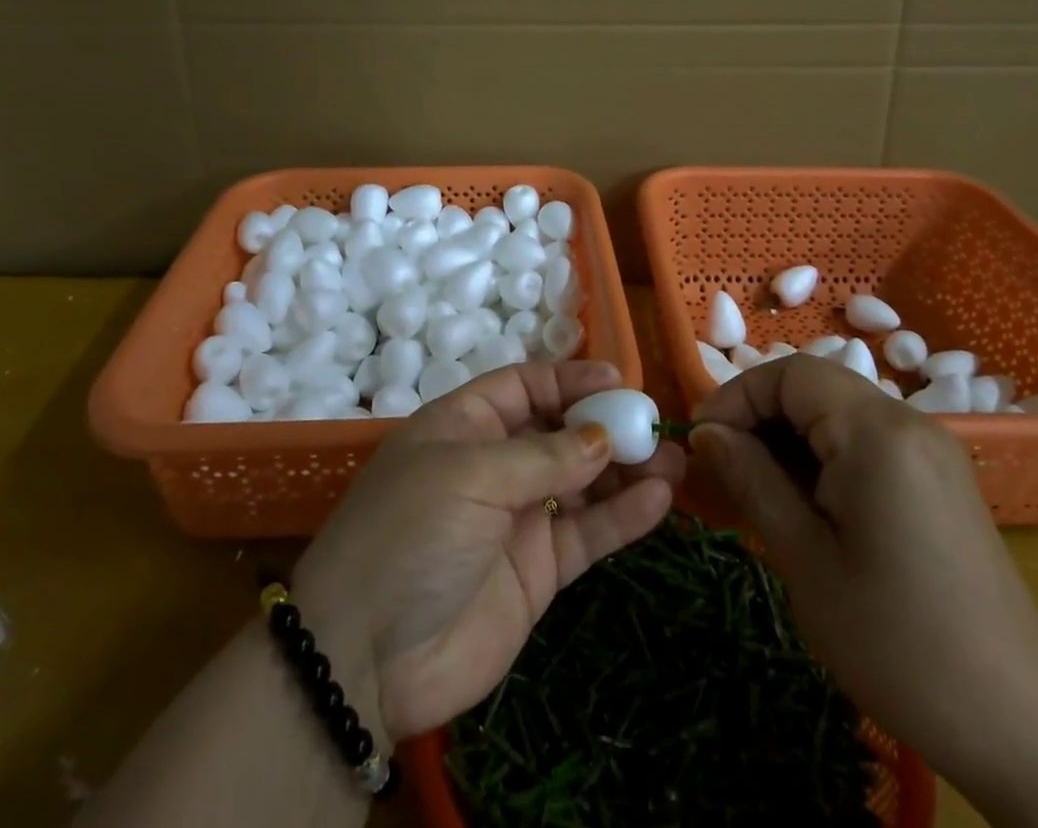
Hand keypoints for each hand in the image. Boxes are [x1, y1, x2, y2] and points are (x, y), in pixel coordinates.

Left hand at [292, 360, 684, 742]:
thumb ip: (544, 456)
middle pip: (561, 432)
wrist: (365, 658)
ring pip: (582, 482)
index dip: (570, 380)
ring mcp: (518, 519)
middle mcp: (495, 465)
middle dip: (607, 425)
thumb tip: (602, 437)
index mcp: (465, 425)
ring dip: (626, 470)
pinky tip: (659, 500)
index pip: (525, 386)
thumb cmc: (410, 533)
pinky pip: (587, 534)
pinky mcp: (538, 571)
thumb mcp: (471, 475)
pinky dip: (623, 517)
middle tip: (654, 425)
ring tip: (672, 460)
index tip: (618, 380)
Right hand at [689, 357, 1037, 795]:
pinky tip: (805, 503)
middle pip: (814, 386)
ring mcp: (930, 450)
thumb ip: (752, 479)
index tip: (700, 441)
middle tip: (721, 466)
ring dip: (789, 437)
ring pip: (838, 413)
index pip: (790, 373)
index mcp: (877, 431)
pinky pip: (865, 442)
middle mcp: (908, 422)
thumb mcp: (805, 560)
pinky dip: (823, 456)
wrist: (1021, 727)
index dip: (736, 396)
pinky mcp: (940, 479)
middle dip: (759, 416)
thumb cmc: (898, 642)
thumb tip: (706, 433)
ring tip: (755, 488)